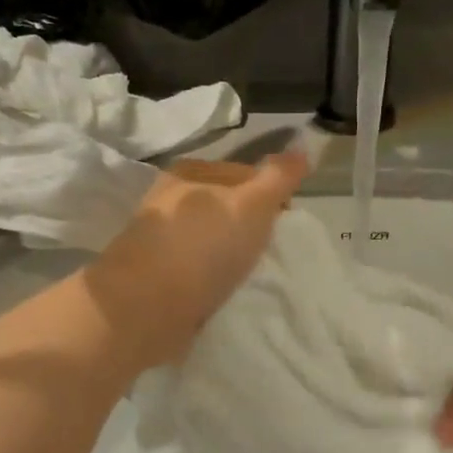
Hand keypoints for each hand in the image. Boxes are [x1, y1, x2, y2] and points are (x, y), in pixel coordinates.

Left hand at [87, 151, 309, 368]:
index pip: (241, 172)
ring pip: (207, 239)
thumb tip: (303, 145)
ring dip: (227, 253)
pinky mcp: (154, 276)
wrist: (148, 306)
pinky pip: (194, 269)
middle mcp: (168, 201)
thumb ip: (279, 177)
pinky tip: (221, 289)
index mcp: (188, 173)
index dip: (269, 192)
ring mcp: (158, 240)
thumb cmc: (205, 245)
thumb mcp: (253, 204)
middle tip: (268, 248)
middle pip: (222, 206)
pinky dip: (210, 277)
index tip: (286, 217)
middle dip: (247, 224)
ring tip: (246, 272)